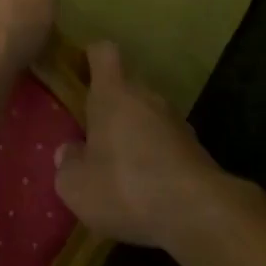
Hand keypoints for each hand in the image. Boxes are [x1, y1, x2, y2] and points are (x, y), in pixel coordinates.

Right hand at [54, 42, 224, 248]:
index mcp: (113, 93)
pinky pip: (166, 144)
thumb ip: (67, 164)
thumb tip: (69, 152)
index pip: (103, 53)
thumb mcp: (76, 185)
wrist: (198, 212)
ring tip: (120, 170)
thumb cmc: (125, 186)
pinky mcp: (196, 149)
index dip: (91, 57)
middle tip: (94, 138)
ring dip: (135, 135)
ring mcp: (176, 122)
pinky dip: (155, 159)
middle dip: (111, 108)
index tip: (81, 72)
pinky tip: (147, 190)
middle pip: (126, 87)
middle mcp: (147, 97)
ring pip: (148, 117)